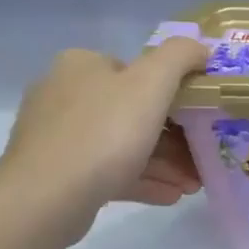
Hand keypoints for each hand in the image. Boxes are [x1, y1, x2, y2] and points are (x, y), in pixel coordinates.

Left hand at [0, 39, 208, 236]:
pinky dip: (142, 179)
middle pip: (135, 111)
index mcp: (82, 65)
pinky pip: (108, 170)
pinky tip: (170, 195)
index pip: (138, 71)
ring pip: (124, 144)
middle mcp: (63, 94)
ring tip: (193, 184)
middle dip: (175, 136)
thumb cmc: (105, 132)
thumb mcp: (153, 82)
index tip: (201, 117)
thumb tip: (199, 50)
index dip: (175, 92)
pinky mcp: (56, 172)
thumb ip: (180, 56)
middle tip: (203, 155)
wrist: (45, 199)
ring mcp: (57, 136)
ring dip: (164, 162)